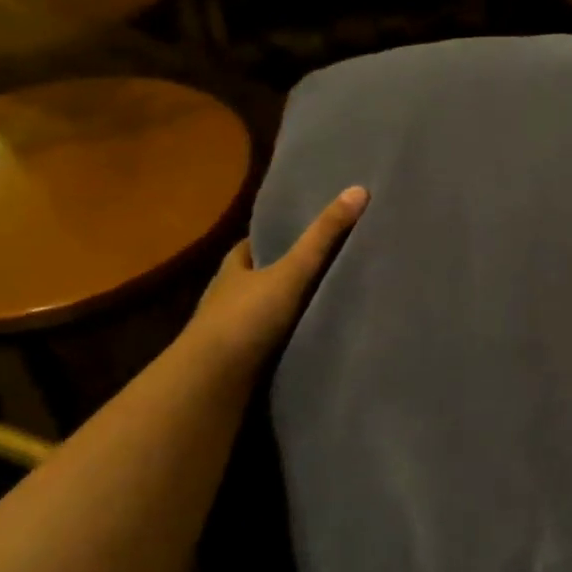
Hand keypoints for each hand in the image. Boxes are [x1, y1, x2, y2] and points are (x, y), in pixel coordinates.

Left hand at [184, 186, 368, 375]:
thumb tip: (359, 190)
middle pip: (261, 277)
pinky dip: (288, 337)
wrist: (213, 382)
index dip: (278, 237)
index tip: (307, 232)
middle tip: (325, 268)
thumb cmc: (247, 318)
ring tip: (328, 304)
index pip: (255, 244)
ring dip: (288, 309)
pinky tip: (312, 338)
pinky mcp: (240, 360)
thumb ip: (324, 237)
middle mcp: (228, 295)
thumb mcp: (292, 272)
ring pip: (265, 310)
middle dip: (286, 273)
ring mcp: (232, 330)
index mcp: (234, 268)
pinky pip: (271, 340)